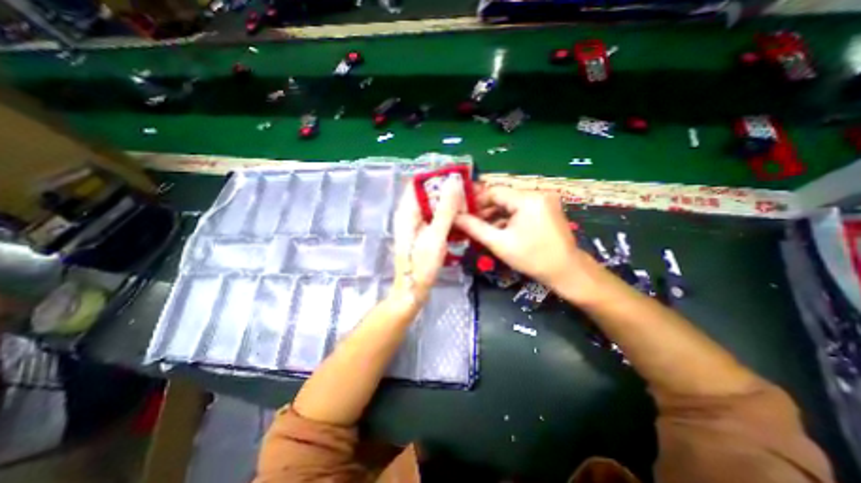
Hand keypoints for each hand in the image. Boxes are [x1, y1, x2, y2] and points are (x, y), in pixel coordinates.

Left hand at [393, 178, 463, 306]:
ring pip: (432, 206)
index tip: (457, 176)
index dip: (436, 177)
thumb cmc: (421, 264)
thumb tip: (454, 181)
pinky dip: (446, 216)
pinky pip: (434, 218)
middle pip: (427, 194)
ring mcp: (415, 225)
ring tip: (467, 203)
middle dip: (445, 191)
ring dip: (448, 203)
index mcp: (407, 212)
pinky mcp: (422, 234)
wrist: (413, 290)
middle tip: (467, 192)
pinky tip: (459, 218)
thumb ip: (445, 209)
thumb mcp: (436, 235)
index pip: (419, 184)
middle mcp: (408, 215)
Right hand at [454, 184, 588, 290]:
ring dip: (496, 215)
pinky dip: (508, 218)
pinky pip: (521, 209)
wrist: (566, 272)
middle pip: (503, 197)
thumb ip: (475, 228)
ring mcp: (544, 201)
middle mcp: (537, 194)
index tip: (462, 212)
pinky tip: (498, 230)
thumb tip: (454, 217)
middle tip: (470, 222)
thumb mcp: (499, 243)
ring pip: (511, 204)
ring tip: (481, 228)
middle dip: (485, 210)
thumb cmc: (532, 258)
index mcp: (528, 199)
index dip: (476, 201)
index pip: (494, 191)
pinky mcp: (546, 209)